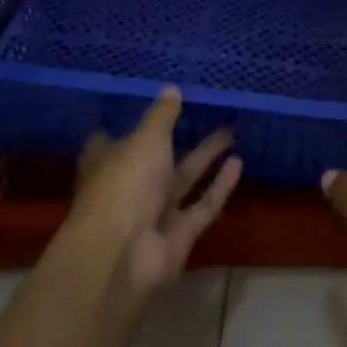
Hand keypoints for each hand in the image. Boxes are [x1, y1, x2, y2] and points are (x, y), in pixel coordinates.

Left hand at [64, 88, 241, 303]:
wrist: (121, 257)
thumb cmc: (123, 185)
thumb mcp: (146, 139)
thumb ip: (162, 115)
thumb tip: (172, 88)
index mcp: (108, 161)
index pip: (116, 137)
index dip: (134, 121)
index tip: (157, 103)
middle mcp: (129, 186)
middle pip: (157, 158)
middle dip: (180, 137)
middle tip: (207, 111)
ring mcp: (153, 213)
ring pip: (184, 179)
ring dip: (205, 157)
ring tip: (230, 131)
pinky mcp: (179, 235)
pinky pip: (202, 205)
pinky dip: (219, 186)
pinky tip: (239, 162)